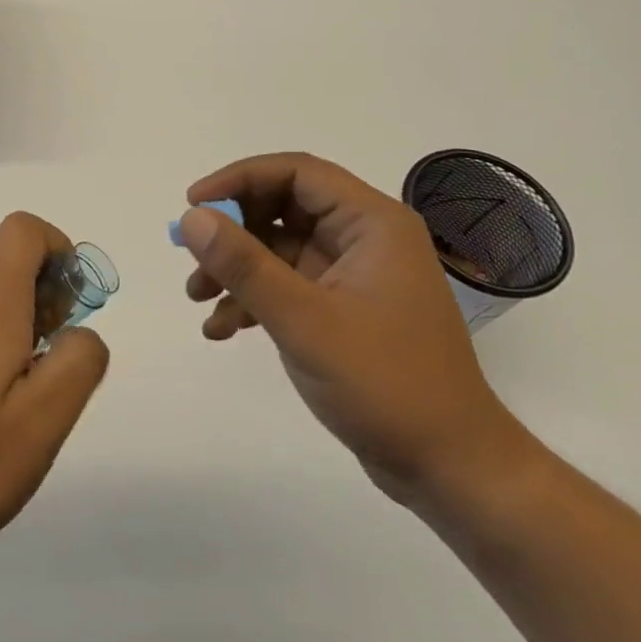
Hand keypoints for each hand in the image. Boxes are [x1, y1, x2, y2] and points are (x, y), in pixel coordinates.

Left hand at [0, 212, 109, 563]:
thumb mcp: (44, 418)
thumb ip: (79, 361)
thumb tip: (81, 333)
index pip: (24, 230)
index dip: (59, 251)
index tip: (73, 306)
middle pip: (7, 258)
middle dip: (46, 290)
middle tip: (55, 354)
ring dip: (19, 317)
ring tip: (25, 386)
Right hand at [178, 154, 532, 506]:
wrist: (449, 469)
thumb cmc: (386, 384)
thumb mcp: (304, 321)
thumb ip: (244, 265)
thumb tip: (191, 218)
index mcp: (372, 223)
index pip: (296, 172)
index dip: (238, 179)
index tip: (193, 205)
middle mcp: (364, 238)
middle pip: (281, 207)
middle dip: (231, 230)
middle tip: (191, 257)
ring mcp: (353, 274)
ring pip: (278, 246)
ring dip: (235, 267)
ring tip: (197, 298)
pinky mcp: (343, 308)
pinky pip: (286, 284)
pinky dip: (252, 298)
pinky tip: (221, 328)